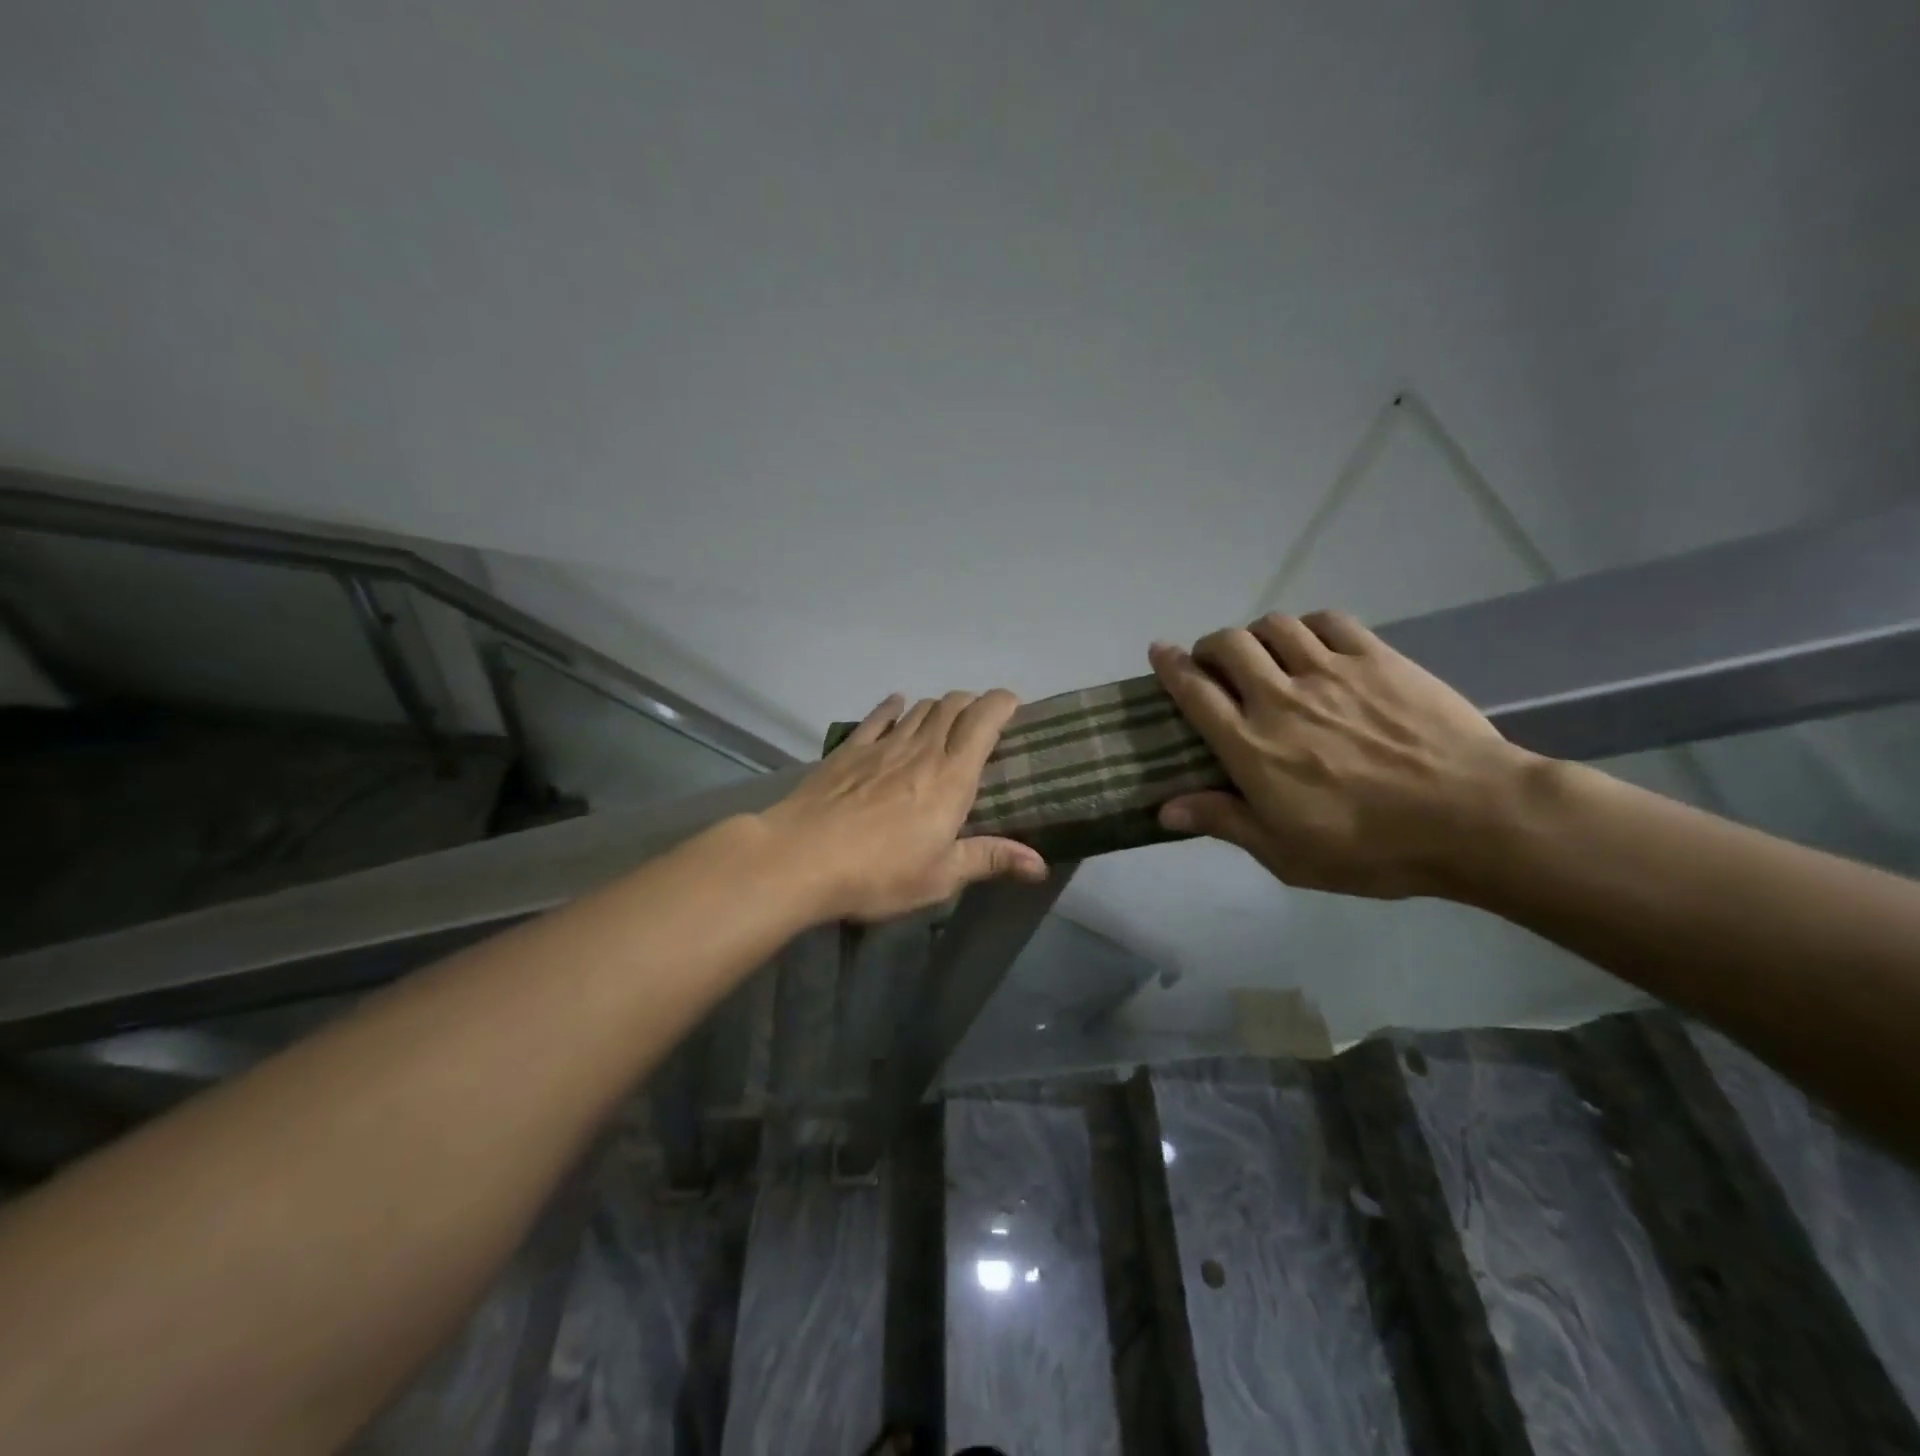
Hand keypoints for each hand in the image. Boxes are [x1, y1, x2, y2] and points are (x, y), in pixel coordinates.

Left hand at [759, 689, 1048, 922]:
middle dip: (973, 704)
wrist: (801, 858)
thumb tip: (1041, 865)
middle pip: (952, 706)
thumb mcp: (940, 876)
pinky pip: (877, 717)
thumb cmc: (879, 873)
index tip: (1014, 705)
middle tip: (982, 721)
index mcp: (951, 777)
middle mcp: (921, 750)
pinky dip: (893, 707)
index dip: (1002, 704)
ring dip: (938, 707)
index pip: (984, 721)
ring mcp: (881, 745)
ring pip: (919, 709)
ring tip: (945, 720)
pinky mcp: (848, 750)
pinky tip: (897, 705)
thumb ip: (990, 860)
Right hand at [1148, 611, 1533, 898]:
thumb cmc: (1371, 847)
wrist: (1473, 817)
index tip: (1159, 651)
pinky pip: (1329, 621)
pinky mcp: (1377, 659)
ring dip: (1257, 634)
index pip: (1194, 691)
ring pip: (1275, 625)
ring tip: (1264, 653)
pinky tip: (1313, 643)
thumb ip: (1223, 822)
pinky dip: (1308, 626)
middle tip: (1215, 664)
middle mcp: (1280, 697)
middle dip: (1211, 646)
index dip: (1170, 666)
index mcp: (1251, 745)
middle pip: (1228, 645)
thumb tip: (1164, 809)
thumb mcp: (1285, 853)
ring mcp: (1330, 671)